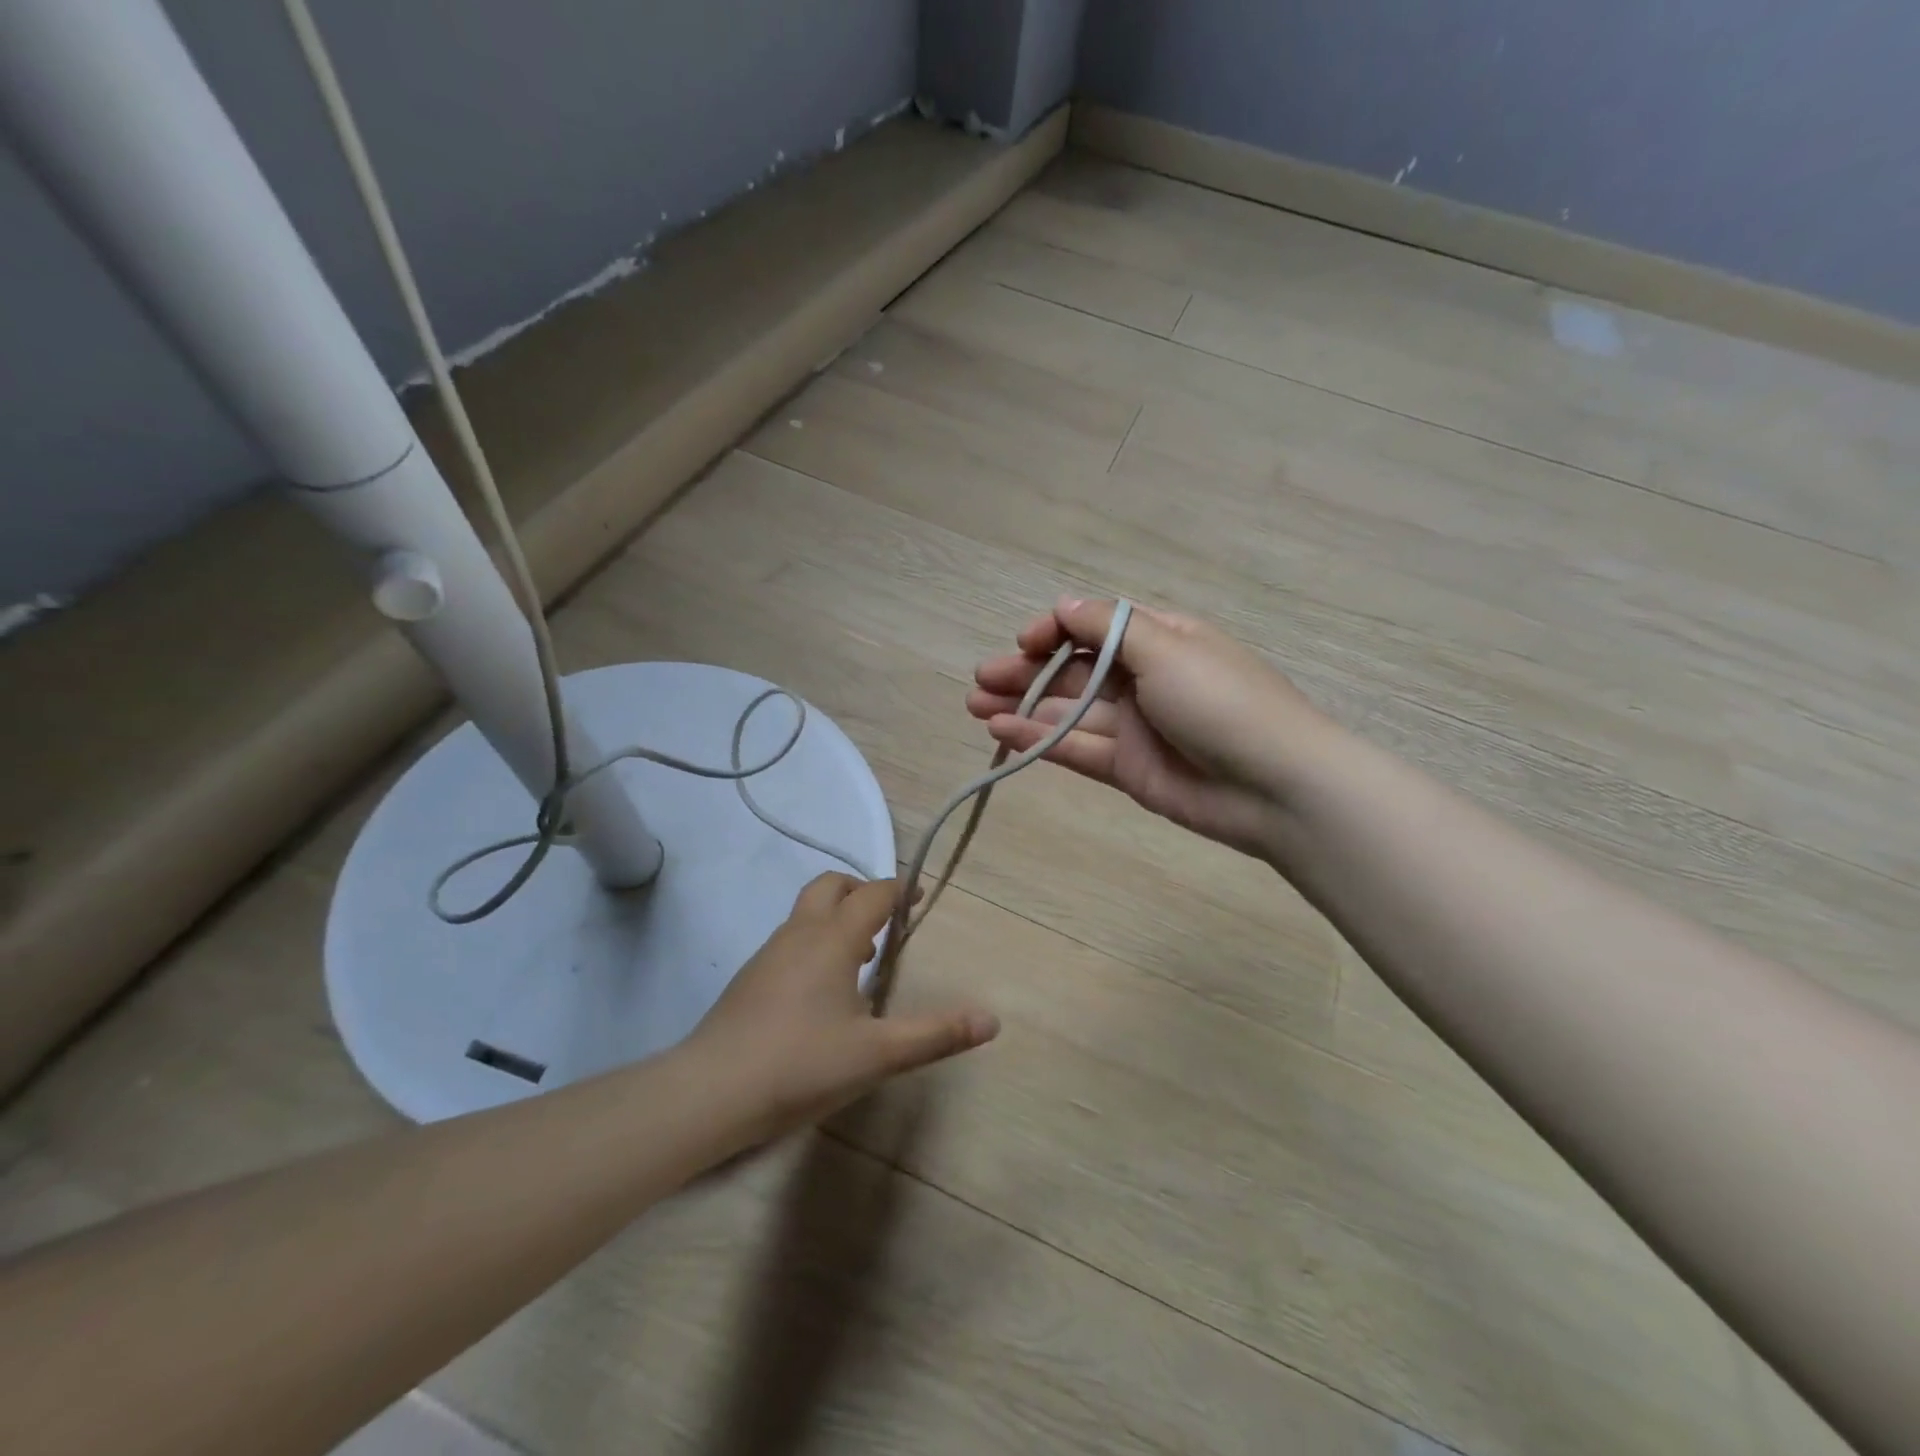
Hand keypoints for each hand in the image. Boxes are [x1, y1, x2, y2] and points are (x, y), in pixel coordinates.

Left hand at [686, 873, 998, 1140]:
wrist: (709, 1093)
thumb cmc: (800, 1065)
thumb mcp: (877, 1055)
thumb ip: (935, 1035)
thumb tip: (991, 1020)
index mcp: (832, 939)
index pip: (872, 894)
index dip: (899, 889)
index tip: (920, 896)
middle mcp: (799, 934)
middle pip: (831, 886)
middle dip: (861, 891)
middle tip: (886, 919)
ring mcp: (769, 954)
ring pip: (806, 912)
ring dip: (836, 918)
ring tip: (861, 958)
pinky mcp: (750, 979)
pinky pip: (791, 939)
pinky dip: (815, 942)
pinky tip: (822, 990)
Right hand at [966, 597, 1333, 856]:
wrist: (1275, 785)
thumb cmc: (1221, 700)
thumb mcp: (1167, 647)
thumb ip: (1108, 628)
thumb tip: (1062, 603)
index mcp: (1159, 639)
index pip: (1094, 627)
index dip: (1054, 631)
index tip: (1023, 642)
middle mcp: (1144, 679)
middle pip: (1073, 671)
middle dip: (1025, 673)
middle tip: (979, 680)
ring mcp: (1135, 727)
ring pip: (1068, 713)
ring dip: (1022, 708)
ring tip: (975, 708)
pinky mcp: (1128, 769)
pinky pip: (1076, 750)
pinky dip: (1039, 742)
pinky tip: (1002, 734)